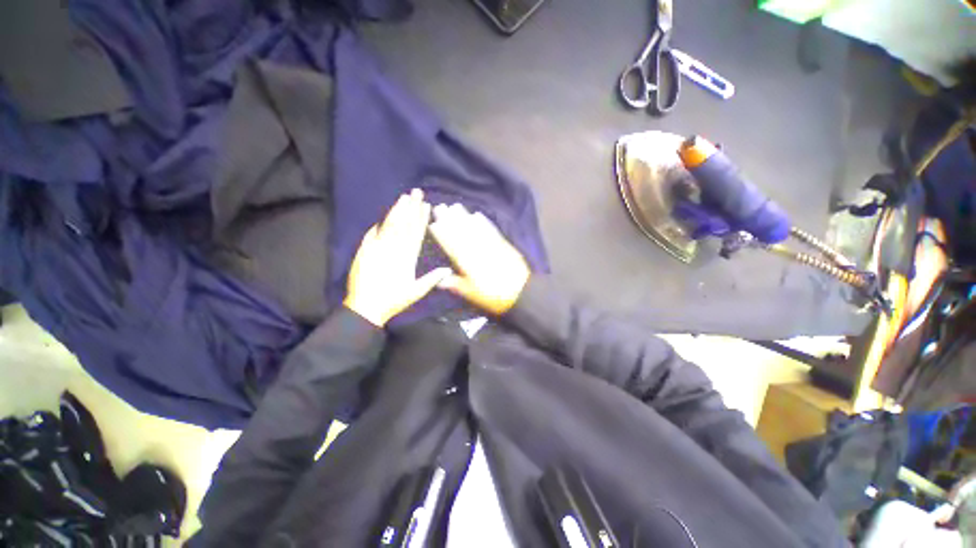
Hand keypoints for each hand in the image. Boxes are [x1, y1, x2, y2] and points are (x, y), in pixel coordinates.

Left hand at [344, 189, 450, 326]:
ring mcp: (377, 249)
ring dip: (396, 211)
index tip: (426, 206)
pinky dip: (377, 227)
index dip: (421, 219)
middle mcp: (392, 249)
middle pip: (403, 225)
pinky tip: (381, 219)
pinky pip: (371, 235)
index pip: (416, 233)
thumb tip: (447, 269)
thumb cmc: (393, 300)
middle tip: (416, 192)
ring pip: (388, 226)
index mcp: (406, 257)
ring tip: (402, 198)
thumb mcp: (416, 292)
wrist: (365, 308)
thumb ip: (431, 279)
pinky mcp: (364, 252)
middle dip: (410, 208)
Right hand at [429, 204, 530, 315]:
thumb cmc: (494, 297)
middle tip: (441, 207)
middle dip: (450, 220)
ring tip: (455, 206)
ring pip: (475, 229)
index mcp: (469, 264)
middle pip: (462, 233)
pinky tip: (477, 215)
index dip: (442, 234)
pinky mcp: (503, 244)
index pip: (452, 246)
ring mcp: (491, 246)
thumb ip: (457, 285)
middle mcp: (478, 251)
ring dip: (464, 216)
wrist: (522, 293)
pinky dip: (484, 222)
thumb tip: (440, 280)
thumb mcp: (473, 295)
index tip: (433, 223)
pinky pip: (491, 230)